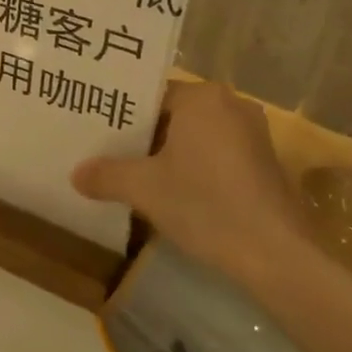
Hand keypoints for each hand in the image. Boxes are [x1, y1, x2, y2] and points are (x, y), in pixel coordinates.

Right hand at [71, 80, 309, 285]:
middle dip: (144, 137)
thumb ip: (106, 175)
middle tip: (108, 155)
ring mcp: (254, 134)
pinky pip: (217, 155)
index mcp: (202, 97)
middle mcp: (231, 104)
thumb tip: (75, 174)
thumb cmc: (205, 205)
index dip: (122, 117)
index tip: (98, 135)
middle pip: (174, 115)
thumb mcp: (144, 189)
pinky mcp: (266, 163)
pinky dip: (195, 168)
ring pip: (196, 137)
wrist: (275, 254)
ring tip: (135, 176)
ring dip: (169, 155)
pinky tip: (175, 194)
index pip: (151, 96)